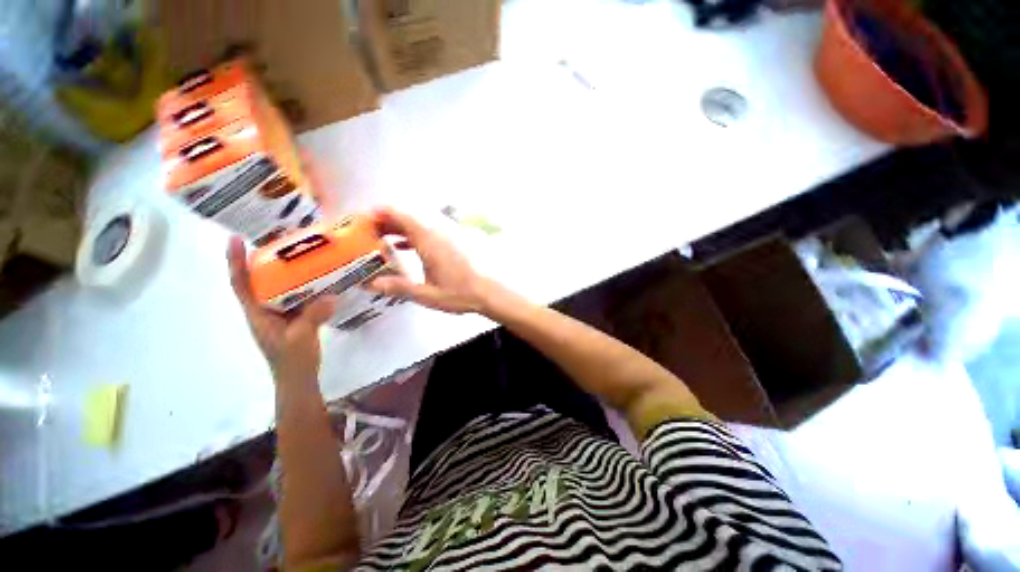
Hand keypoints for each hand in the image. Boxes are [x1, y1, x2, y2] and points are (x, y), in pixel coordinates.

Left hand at [227, 236, 335, 380]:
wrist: (299, 377)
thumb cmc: (292, 361)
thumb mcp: (301, 339)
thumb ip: (313, 317)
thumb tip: (331, 296)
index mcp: (257, 314)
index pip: (240, 285)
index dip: (235, 263)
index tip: (235, 240)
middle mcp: (265, 310)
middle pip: (259, 280)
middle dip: (263, 260)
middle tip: (279, 241)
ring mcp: (280, 313)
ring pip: (279, 287)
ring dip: (287, 271)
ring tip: (302, 254)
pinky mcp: (294, 316)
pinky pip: (297, 295)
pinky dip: (305, 285)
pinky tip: (320, 278)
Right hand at [368, 207, 490, 314]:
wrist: (493, 290)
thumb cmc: (462, 293)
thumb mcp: (428, 294)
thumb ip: (399, 287)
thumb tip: (372, 284)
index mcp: (429, 239)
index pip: (400, 214)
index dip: (380, 213)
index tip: (365, 219)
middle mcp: (439, 230)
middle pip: (409, 215)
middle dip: (387, 221)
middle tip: (371, 233)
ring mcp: (451, 232)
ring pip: (421, 221)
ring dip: (402, 227)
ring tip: (386, 240)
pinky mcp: (459, 238)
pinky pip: (432, 228)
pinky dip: (417, 233)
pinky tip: (409, 247)